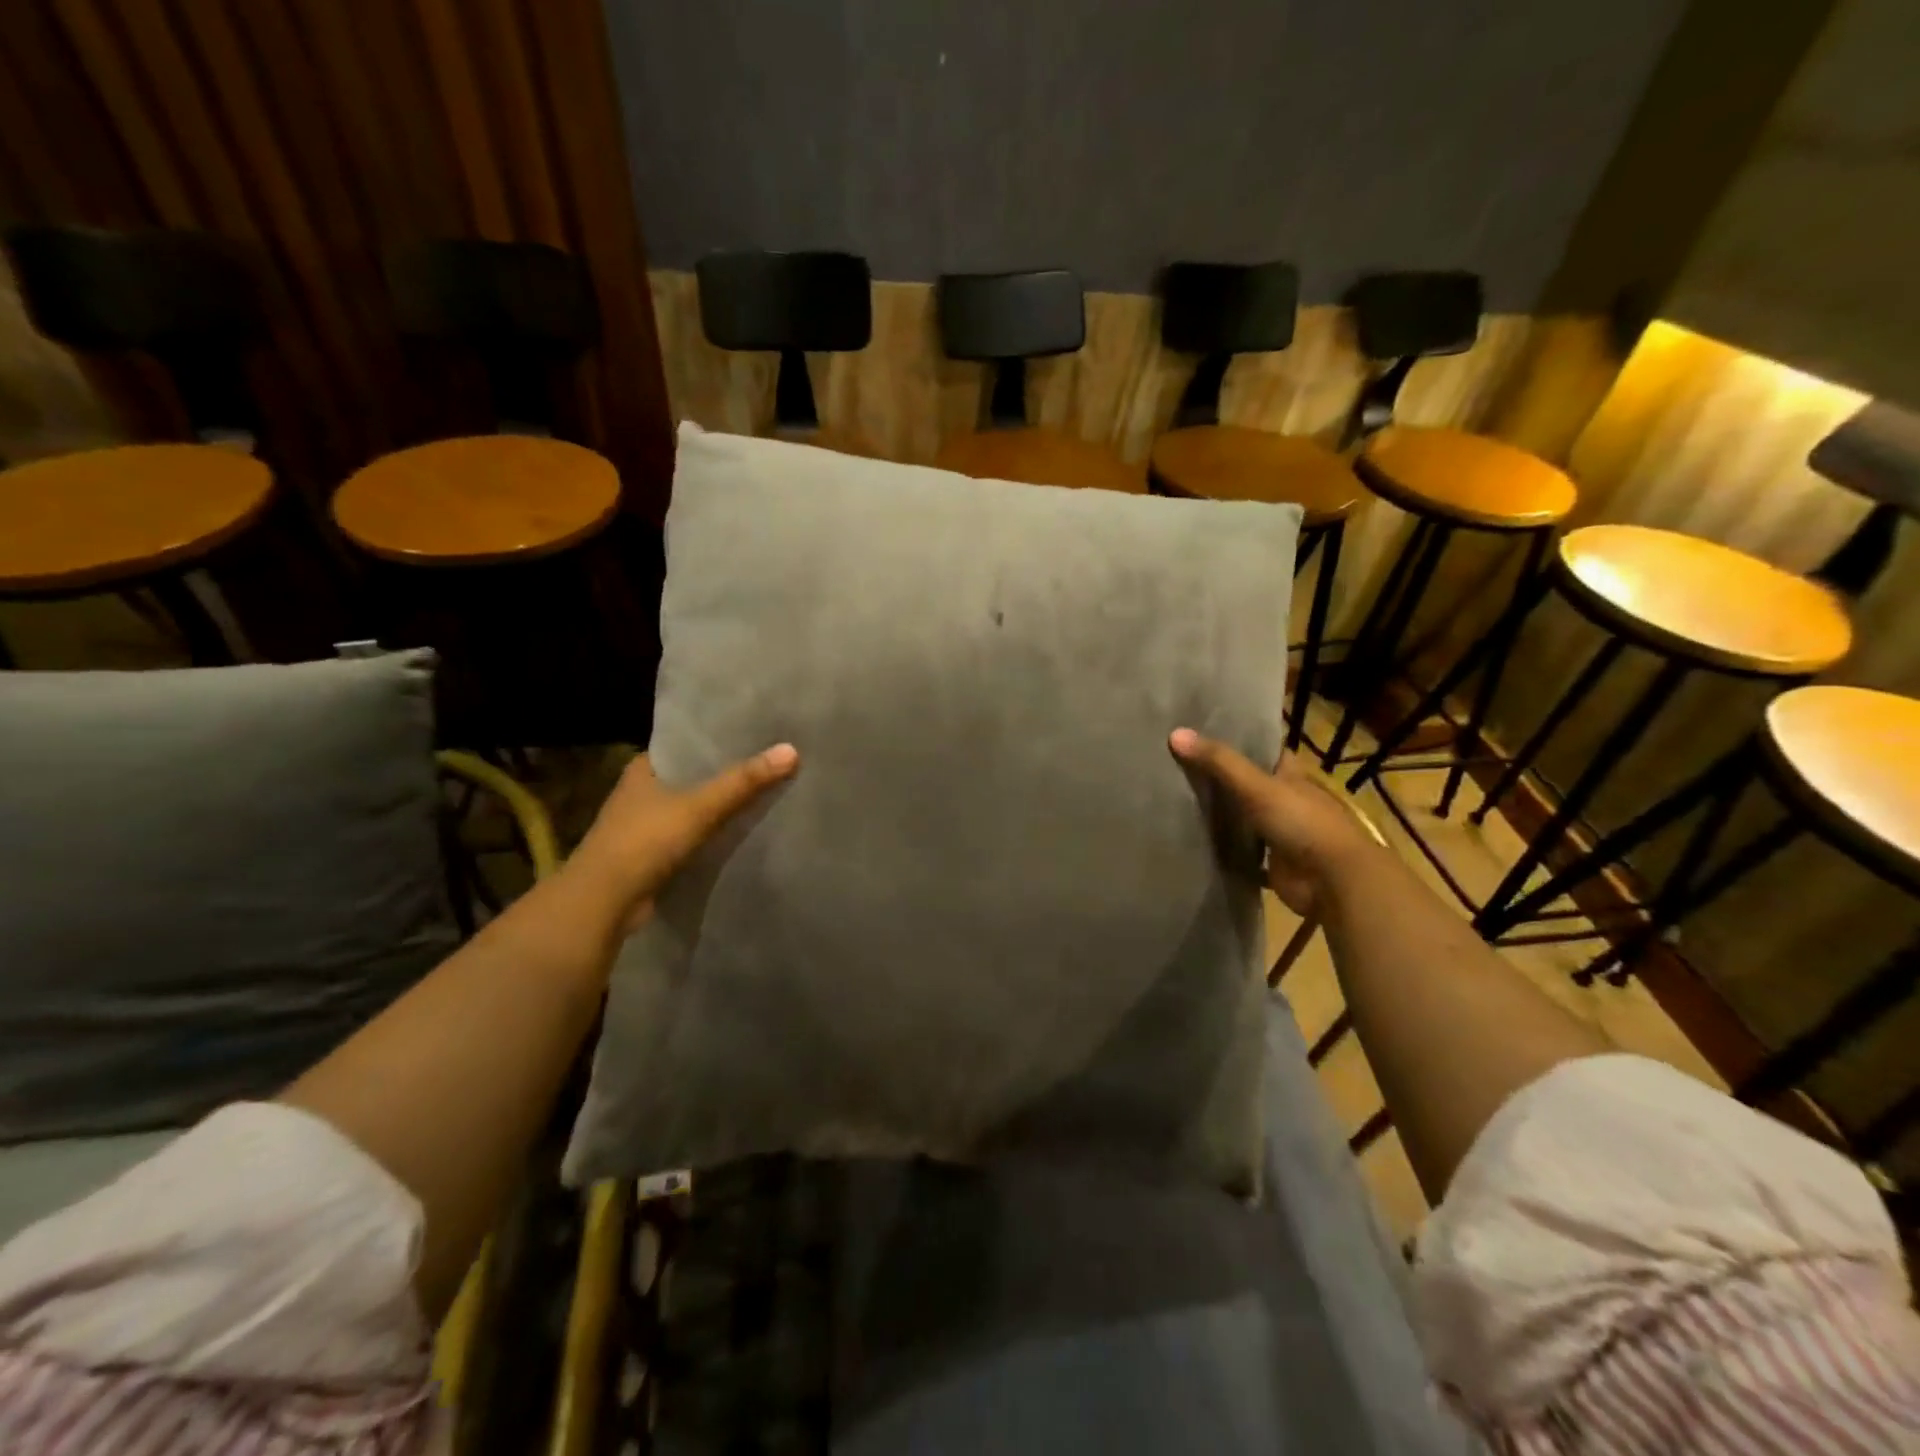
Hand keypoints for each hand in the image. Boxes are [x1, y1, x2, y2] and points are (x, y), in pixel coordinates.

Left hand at [565, 744, 799, 927]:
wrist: (602, 904)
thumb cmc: (644, 842)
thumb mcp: (700, 807)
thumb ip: (744, 781)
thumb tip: (792, 750)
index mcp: (644, 768)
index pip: (687, 744)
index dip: (719, 740)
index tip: (756, 735)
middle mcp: (641, 792)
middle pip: (693, 776)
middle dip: (725, 773)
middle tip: (769, 763)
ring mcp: (644, 826)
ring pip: (692, 807)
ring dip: (719, 806)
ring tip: (764, 793)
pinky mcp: (652, 855)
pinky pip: (691, 835)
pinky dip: (712, 833)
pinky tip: (742, 831)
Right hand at [1169, 728, 1376, 914]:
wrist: (1334, 881)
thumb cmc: (1302, 823)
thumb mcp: (1257, 787)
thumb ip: (1218, 762)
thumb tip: (1175, 733)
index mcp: (1291, 777)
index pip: (1266, 751)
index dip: (1241, 741)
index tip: (1206, 733)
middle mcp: (1288, 802)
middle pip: (1252, 786)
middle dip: (1223, 779)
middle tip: (1180, 767)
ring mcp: (1283, 835)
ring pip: (1248, 821)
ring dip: (1225, 816)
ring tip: (1180, 802)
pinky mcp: (1276, 866)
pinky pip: (1247, 857)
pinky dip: (1229, 854)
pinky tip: (1200, 847)